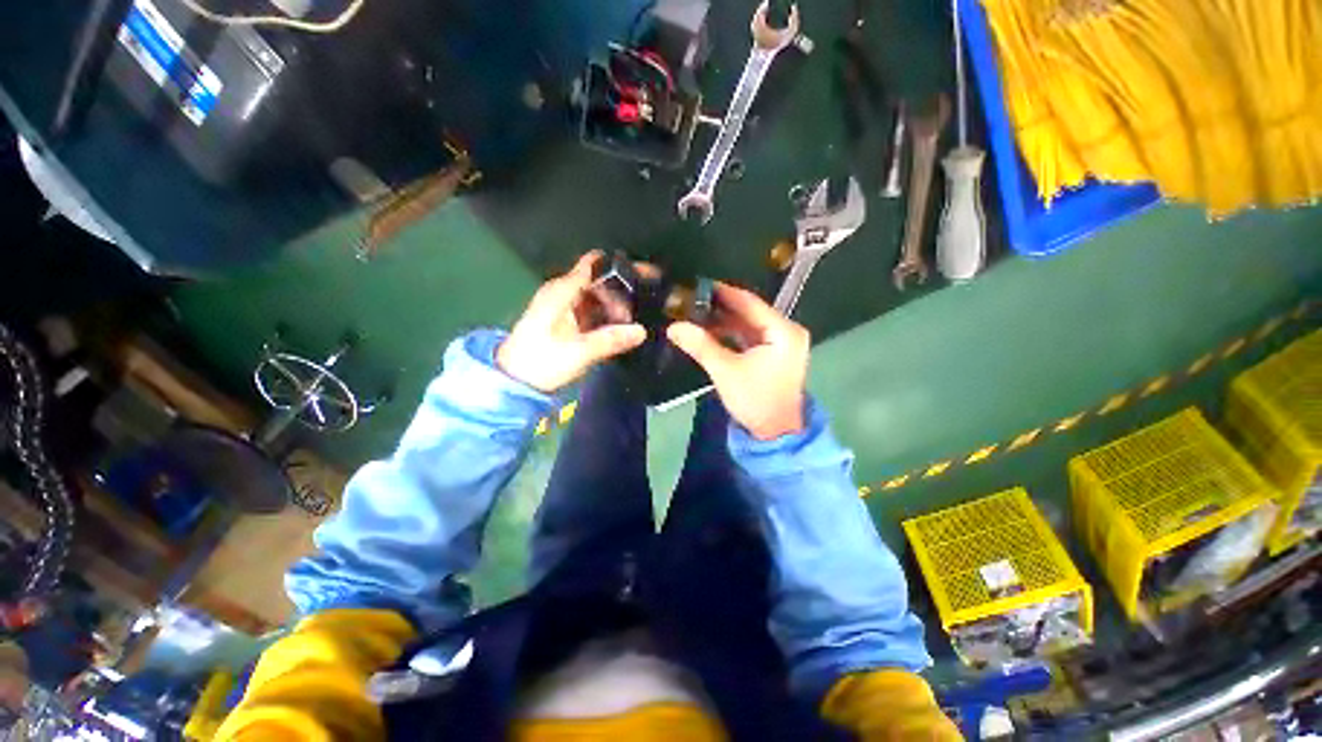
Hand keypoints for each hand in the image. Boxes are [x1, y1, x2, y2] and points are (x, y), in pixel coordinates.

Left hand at [497, 252, 646, 392]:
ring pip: (597, 298)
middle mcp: (562, 293)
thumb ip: (611, 340)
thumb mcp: (579, 352)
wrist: (514, 381)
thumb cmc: (541, 362)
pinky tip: (622, 327)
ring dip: (616, 305)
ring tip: (640, 316)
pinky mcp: (565, 321)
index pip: (593, 265)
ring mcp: (563, 307)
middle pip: (598, 281)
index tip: (644, 273)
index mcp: (562, 291)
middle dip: (622, 290)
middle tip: (647, 303)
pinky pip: (591, 311)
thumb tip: (641, 331)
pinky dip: (606, 316)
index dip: (618, 266)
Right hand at [667, 283, 809, 439]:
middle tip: (692, 300)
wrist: (775, 434)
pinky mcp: (775, 354)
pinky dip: (732, 334)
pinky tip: (711, 330)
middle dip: (720, 308)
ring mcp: (782, 343)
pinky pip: (750, 336)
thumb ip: (701, 346)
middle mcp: (787, 331)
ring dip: (724, 321)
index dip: (723, 292)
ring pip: (748, 324)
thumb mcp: (726, 371)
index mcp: (783, 331)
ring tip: (696, 314)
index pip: (750, 302)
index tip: (698, 285)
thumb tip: (673, 327)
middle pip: (750, 312)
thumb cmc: (755, 400)